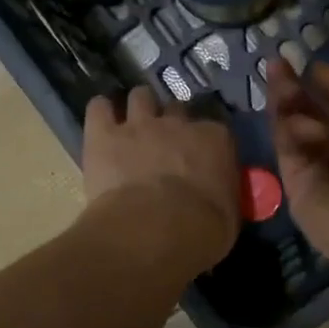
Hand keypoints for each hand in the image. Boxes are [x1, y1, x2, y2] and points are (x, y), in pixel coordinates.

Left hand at [83, 87, 240, 271]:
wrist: (154, 231)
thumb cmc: (201, 230)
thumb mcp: (229, 215)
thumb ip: (223, 193)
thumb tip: (218, 195)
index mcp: (215, 140)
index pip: (214, 130)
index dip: (205, 142)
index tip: (201, 157)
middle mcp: (178, 123)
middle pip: (176, 108)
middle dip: (171, 122)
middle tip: (165, 144)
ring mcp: (139, 125)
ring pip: (140, 96)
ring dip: (139, 108)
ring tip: (133, 125)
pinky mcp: (104, 135)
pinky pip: (99, 108)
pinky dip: (100, 112)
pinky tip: (101, 122)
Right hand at [266, 59, 328, 278]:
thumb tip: (312, 69)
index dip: (313, 80)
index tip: (291, 59)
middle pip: (308, 112)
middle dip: (293, 88)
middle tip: (275, 65)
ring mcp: (318, 169)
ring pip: (293, 129)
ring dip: (288, 105)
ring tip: (284, 88)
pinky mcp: (296, 188)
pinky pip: (287, 152)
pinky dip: (289, 133)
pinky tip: (297, 123)